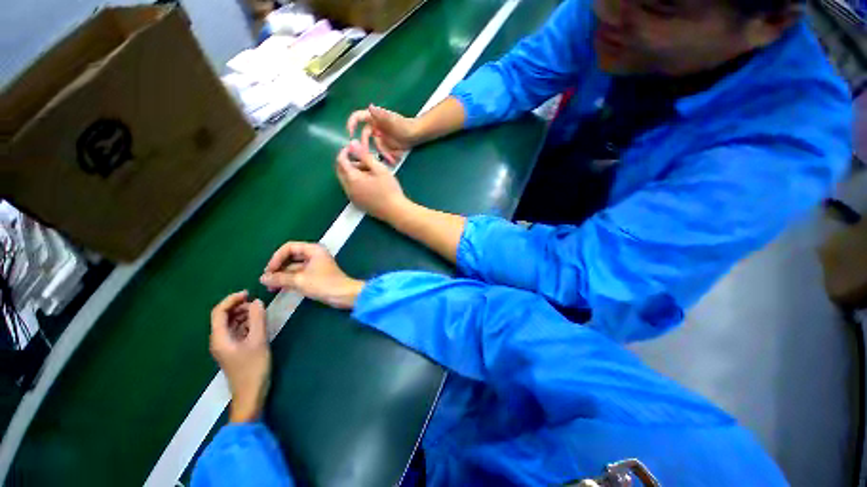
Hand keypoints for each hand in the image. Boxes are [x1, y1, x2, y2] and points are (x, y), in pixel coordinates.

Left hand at [210, 291, 269, 422]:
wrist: (250, 394)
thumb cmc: (253, 368)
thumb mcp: (258, 341)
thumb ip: (257, 319)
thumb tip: (257, 301)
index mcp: (220, 338)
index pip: (219, 312)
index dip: (231, 300)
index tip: (248, 293)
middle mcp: (219, 340)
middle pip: (223, 317)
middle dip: (238, 307)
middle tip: (257, 303)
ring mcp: (226, 346)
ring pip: (231, 324)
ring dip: (243, 315)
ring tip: (260, 312)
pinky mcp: (234, 350)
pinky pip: (237, 331)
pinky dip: (246, 324)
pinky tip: (258, 324)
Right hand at [260, 242, 364, 309]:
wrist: (344, 295)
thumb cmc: (323, 284)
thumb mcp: (299, 280)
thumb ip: (280, 278)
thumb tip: (262, 278)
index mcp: (313, 249)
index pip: (289, 247)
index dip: (276, 258)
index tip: (269, 271)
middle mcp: (314, 254)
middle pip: (290, 257)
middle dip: (278, 268)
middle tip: (266, 280)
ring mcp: (315, 265)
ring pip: (294, 267)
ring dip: (282, 275)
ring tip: (270, 287)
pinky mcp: (316, 275)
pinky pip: (299, 274)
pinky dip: (289, 280)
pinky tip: (279, 288)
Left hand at [336, 140, 409, 222]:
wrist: (395, 211)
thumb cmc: (389, 189)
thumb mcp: (379, 169)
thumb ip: (364, 155)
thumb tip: (352, 143)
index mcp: (352, 179)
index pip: (341, 161)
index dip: (345, 152)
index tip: (354, 147)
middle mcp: (348, 189)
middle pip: (340, 172)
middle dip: (348, 163)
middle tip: (363, 160)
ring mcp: (352, 198)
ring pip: (346, 181)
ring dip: (353, 173)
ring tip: (370, 172)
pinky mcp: (358, 204)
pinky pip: (351, 189)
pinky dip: (356, 182)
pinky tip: (370, 183)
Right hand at [347, 105, 416, 164]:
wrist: (416, 134)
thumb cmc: (405, 125)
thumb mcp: (393, 121)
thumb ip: (381, 115)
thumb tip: (370, 106)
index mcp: (374, 118)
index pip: (358, 117)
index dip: (351, 123)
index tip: (349, 133)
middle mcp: (375, 127)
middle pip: (364, 136)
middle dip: (366, 146)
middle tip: (367, 154)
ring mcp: (380, 137)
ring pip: (375, 147)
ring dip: (381, 153)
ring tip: (390, 159)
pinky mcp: (386, 145)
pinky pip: (383, 152)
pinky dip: (387, 156)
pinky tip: (393, 160)